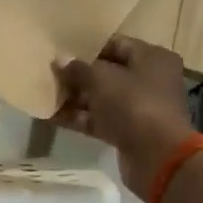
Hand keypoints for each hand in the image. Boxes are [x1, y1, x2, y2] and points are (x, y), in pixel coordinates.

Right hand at [52, 37, 196, 193]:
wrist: (158, 158)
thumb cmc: (133, 104)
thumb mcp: (101, 79)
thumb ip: (78, 68)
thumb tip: (60, 59)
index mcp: (152, 58)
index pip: (116, 44)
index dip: (88, 46)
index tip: (61, 48)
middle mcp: (150, 80)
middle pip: (107, 72)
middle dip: (77, 74)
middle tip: (49, 72)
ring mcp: (139, 108)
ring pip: (101, 97)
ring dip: (75, 97)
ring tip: (44, 93)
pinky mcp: (129, 132)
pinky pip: (100, 119)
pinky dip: (78, 117)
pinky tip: (51, 116)